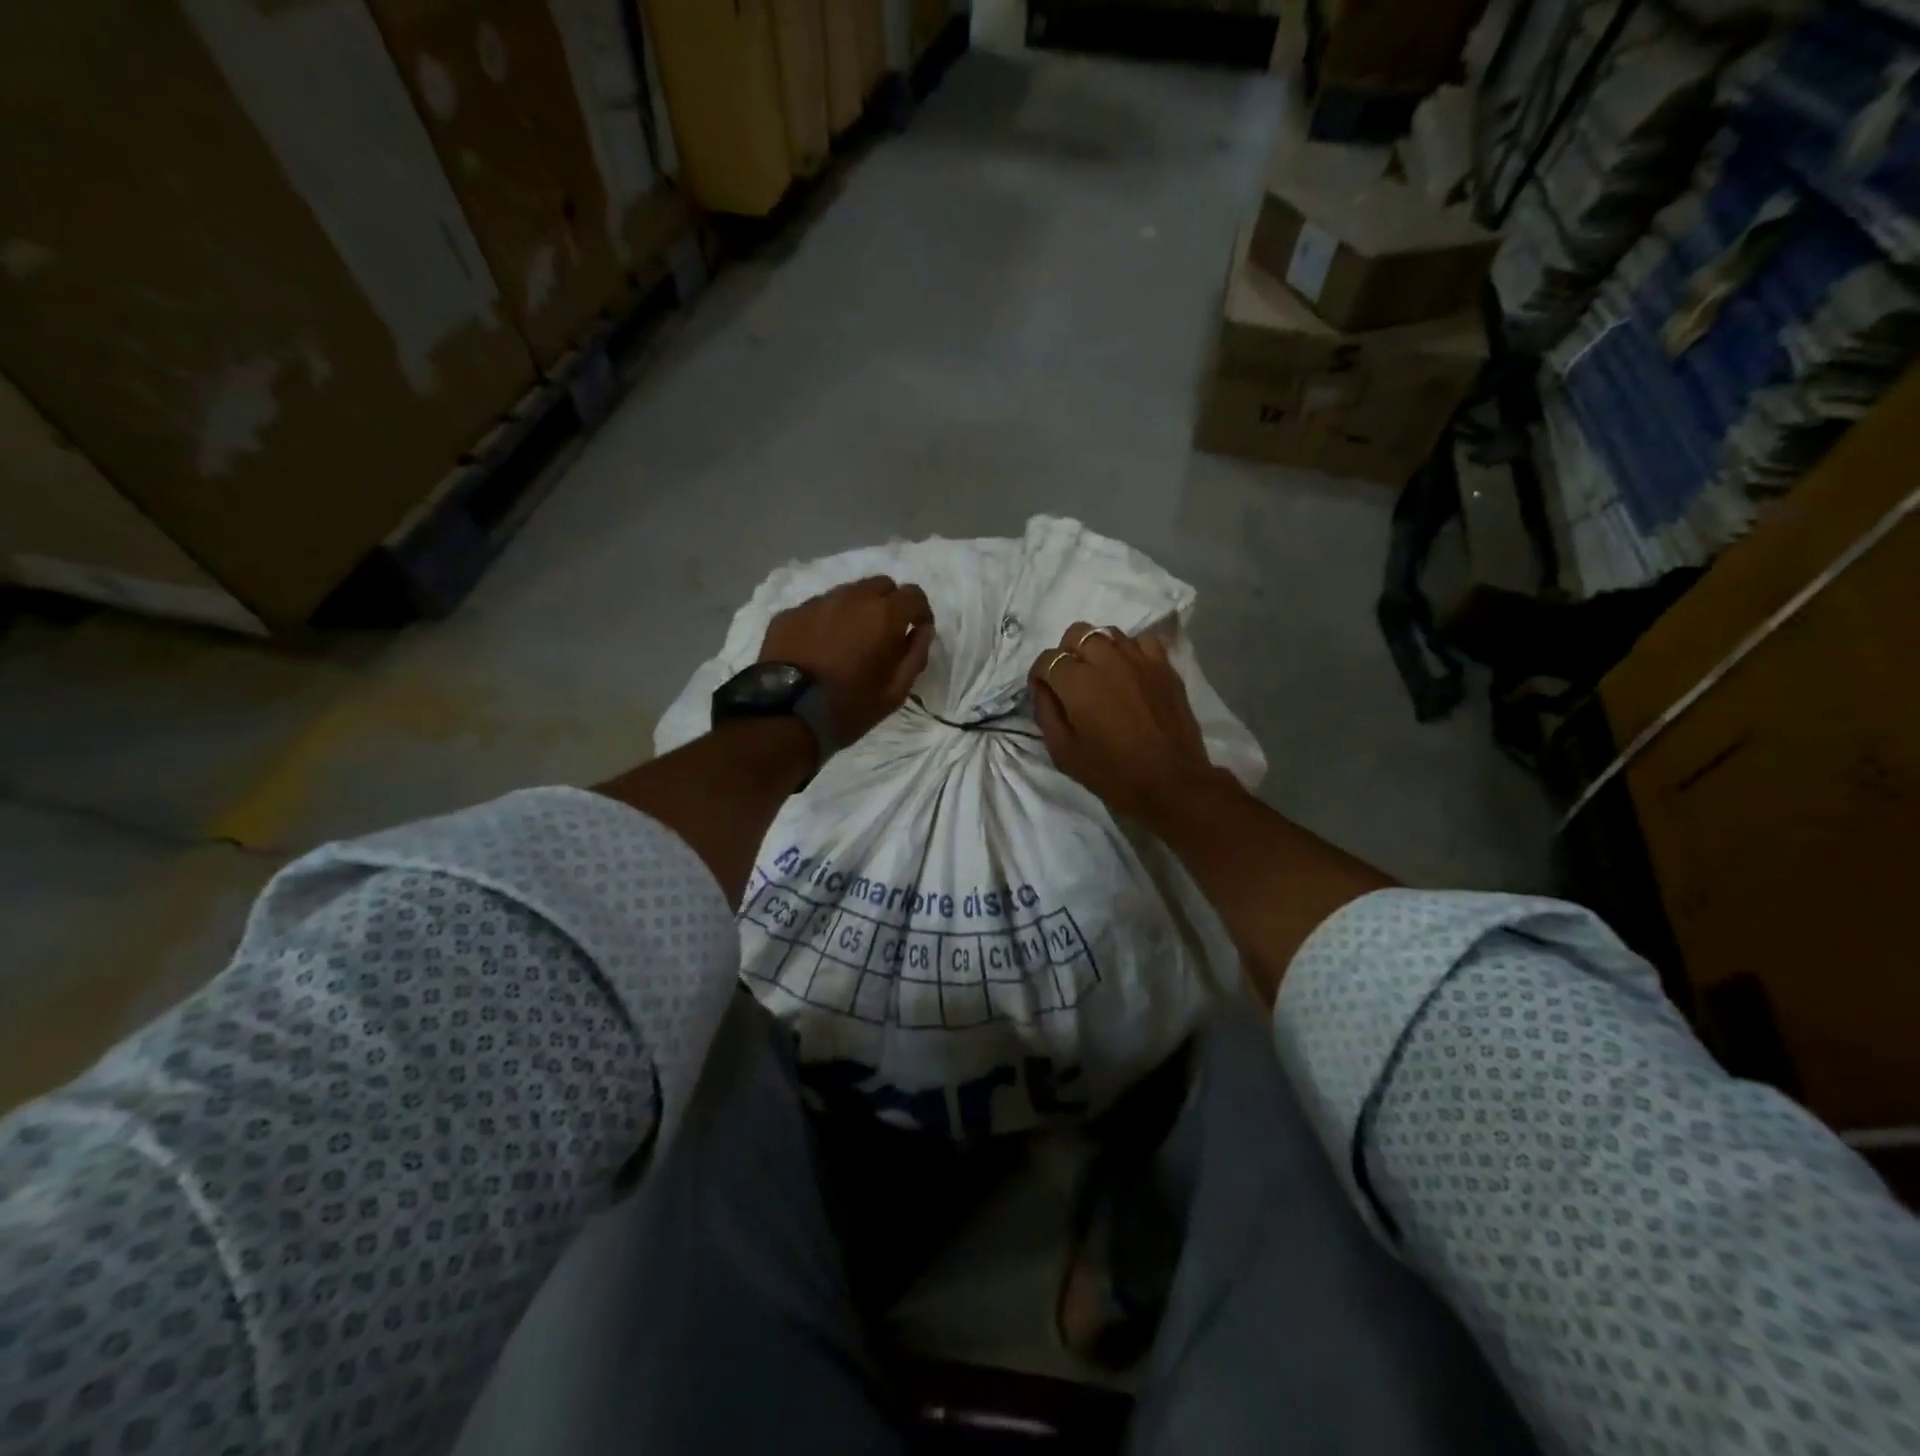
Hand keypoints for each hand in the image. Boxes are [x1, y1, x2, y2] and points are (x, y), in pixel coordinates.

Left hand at [760, 577, 933, 742]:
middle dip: (889, 604)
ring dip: (857, 609)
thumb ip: (915, 655)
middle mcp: (851, 598)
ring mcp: (816, 603)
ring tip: (849, 641)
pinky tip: (819, 647)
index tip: (915, 632)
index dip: (920, 612)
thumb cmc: (849, 707)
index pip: (914, 594)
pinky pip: (817, 608)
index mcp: (883, 615)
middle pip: (881, 585)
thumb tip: (923, 630)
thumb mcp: (895, 692)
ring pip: (847, 593)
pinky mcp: (789, 614)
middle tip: (883, 634)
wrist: (786, 715)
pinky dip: (827, 621)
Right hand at [1027, 622, 1221, 818]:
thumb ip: (1046, 713)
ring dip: (1097, 648)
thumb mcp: (1063, 752)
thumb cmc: (1112, 772)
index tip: (1044, 692)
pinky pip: (1141, 641)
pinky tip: (1129, 671)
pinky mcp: (1164, 665)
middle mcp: (1106, 659)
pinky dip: (1129, 650)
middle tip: (1071, 679)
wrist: (1171, 782)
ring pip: (1108, 633)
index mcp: (1077, 682)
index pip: (1047, 659)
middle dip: (1066, 652)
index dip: (1040, 675)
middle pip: (1077, 633)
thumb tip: (1043, 688)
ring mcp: (1139, 659)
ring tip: (1100, 673)